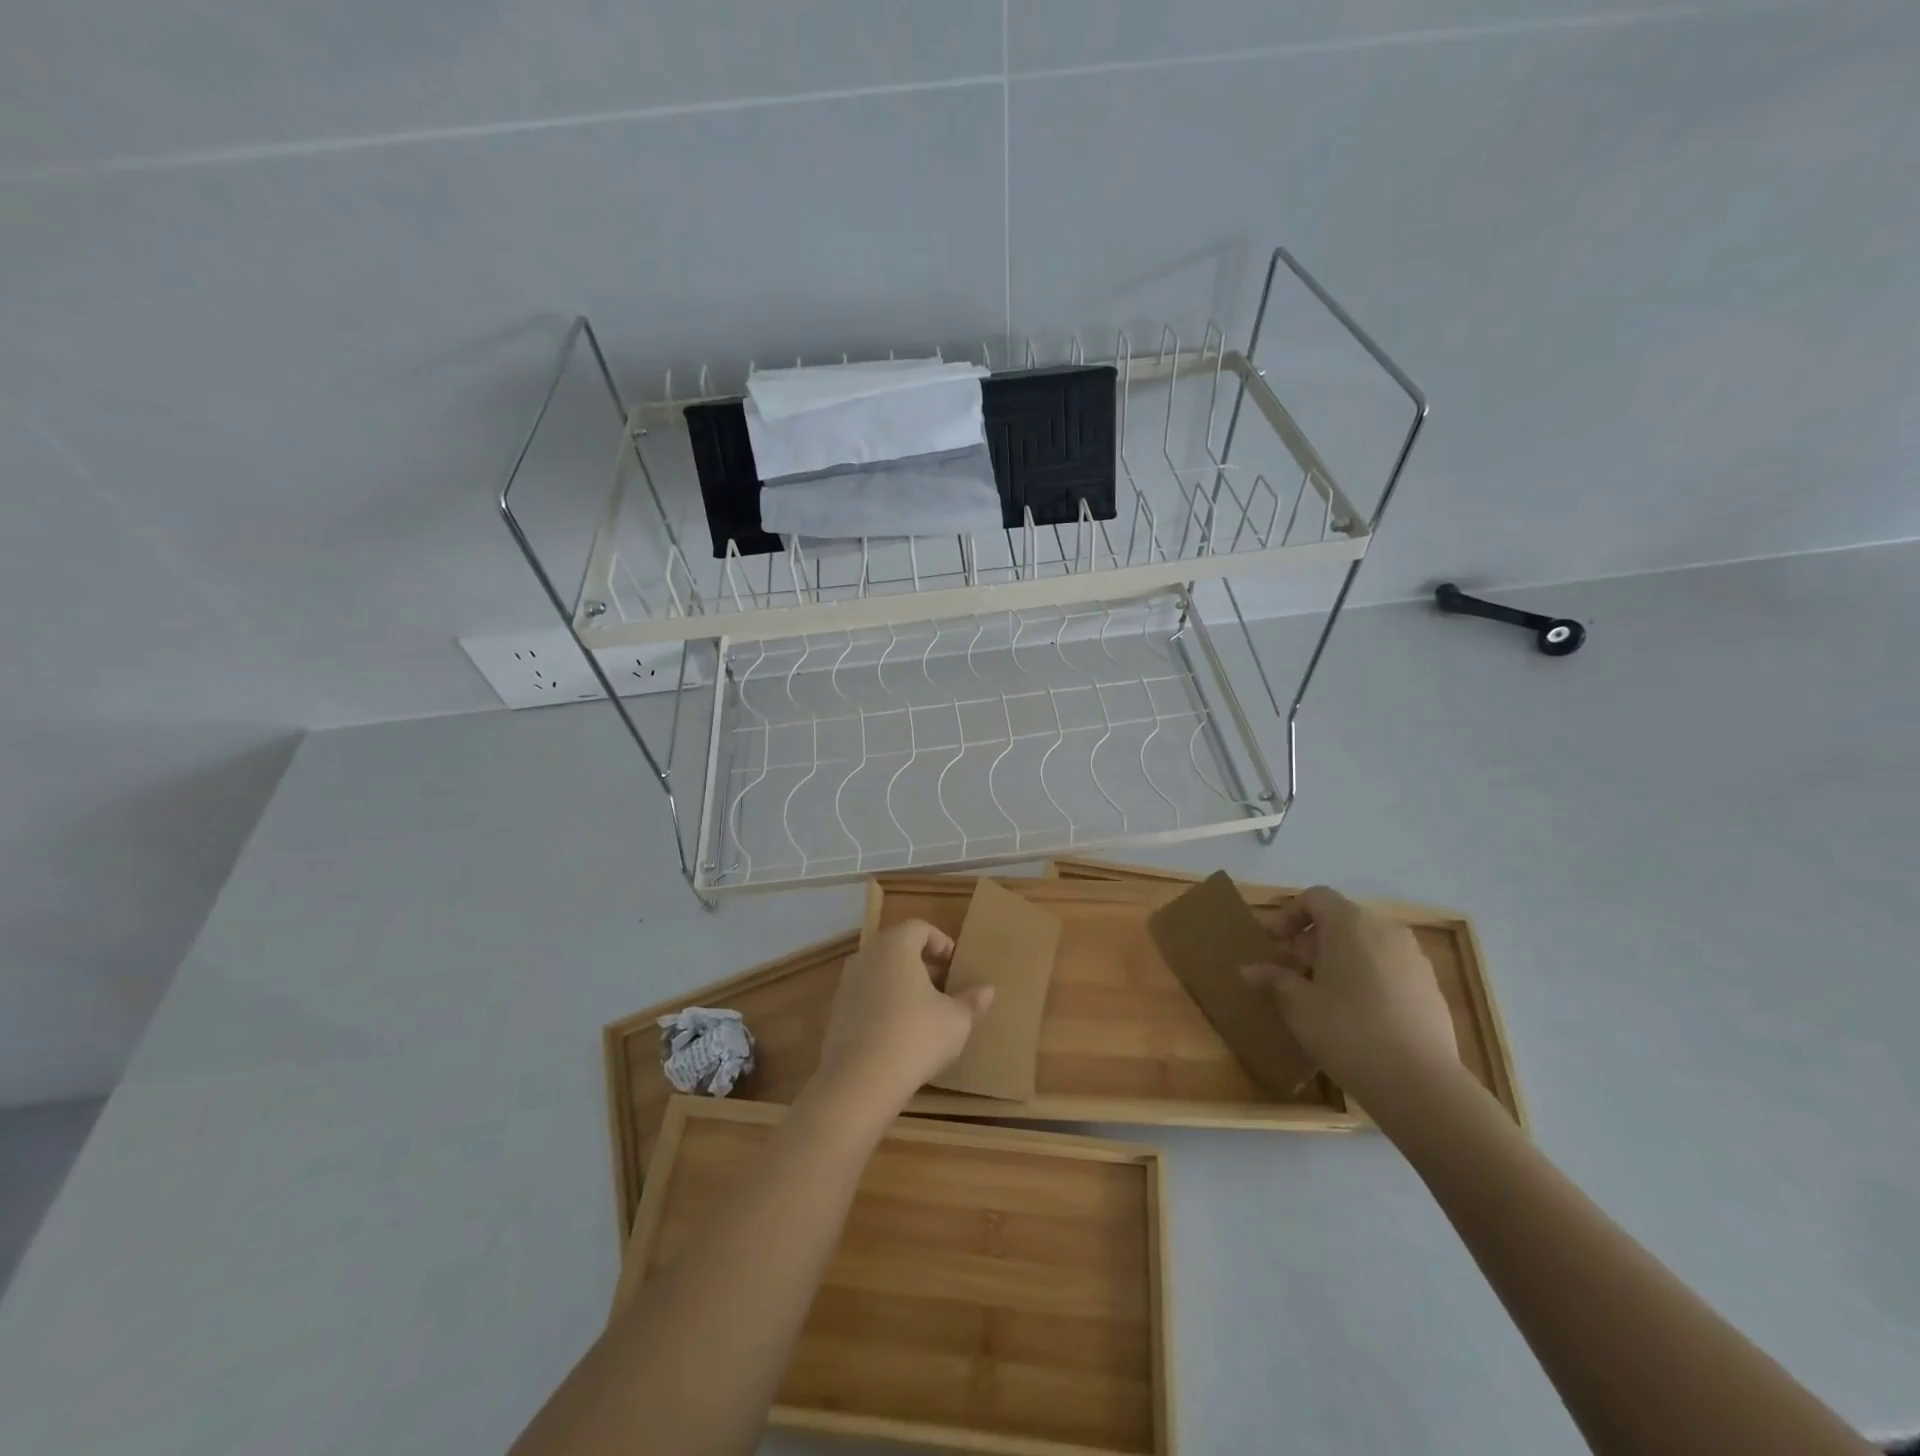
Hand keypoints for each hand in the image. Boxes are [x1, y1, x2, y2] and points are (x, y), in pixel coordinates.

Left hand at [812, 920, 993, 1115]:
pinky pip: (867, 997)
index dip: (941, 943)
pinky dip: (884, 1005)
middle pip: (898, 948)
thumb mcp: (955, 1020)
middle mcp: (867, 956)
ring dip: (903, 985)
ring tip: (925, 1012)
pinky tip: (900, 1033)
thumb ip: (971, 1001)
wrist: (860, 1080)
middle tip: (944, 988)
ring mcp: (847, 984)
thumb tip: (988, 990)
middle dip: (923, 964)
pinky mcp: (837, 1012)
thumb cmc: (916, 1035)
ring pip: (881, 973)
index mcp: (896, 946)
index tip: (956, 966)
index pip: (919, 928)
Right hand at [1240, 886, 1459, 1108]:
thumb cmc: (1347, 1031)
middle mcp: (1385, 929)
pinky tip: (1359, 1013)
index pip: (1315, 897)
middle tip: (1295, 970)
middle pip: (1342, 919)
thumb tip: (1247, 970)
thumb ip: (1273, 980)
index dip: (1290, 914)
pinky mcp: (1431, 987)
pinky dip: (1369, 976)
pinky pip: (1390, 967)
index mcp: (1350, 923)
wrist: (1420, 1083)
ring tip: (1326, 992)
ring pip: (1368, 943)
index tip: (1275, 943)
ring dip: (1342, 957)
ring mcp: (1414, 958)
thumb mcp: (1298, 1005)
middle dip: (1314, 939)